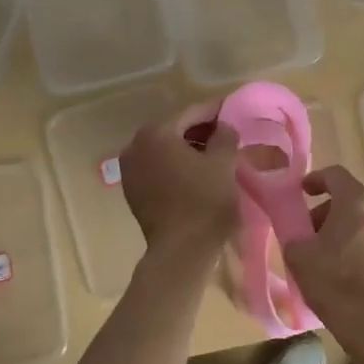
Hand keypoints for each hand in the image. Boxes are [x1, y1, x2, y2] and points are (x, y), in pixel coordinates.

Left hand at [119, 102, 240, 259]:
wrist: (181, 251)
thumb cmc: (204, 202)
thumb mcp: (223, 164)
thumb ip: (225, 135)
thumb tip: (224, 126)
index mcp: (156, 132)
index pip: (192, 112)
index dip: (216, 111)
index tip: (234, 112)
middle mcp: (135, 145)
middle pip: (174, 129)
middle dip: (201, 130)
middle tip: (227, 135)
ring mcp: (130, 170)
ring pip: (164, 150)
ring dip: (188, 149)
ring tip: (214, 156)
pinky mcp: (133, 191)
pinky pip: (157, 168)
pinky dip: (175, 166)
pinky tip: (195, 174)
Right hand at [283, 166, 363, 320]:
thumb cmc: (332, 279)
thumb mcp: (298, 254)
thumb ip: (294, 234)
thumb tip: (299, 236)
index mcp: (357, 201)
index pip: (335, 175)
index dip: (315, 179)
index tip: (301, 192)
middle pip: (350, 200)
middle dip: (326, 212)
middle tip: (308, 233)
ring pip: (363, 222)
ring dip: (342, 231)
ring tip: (323, 255)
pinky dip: (357, 247)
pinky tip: (342, 271)